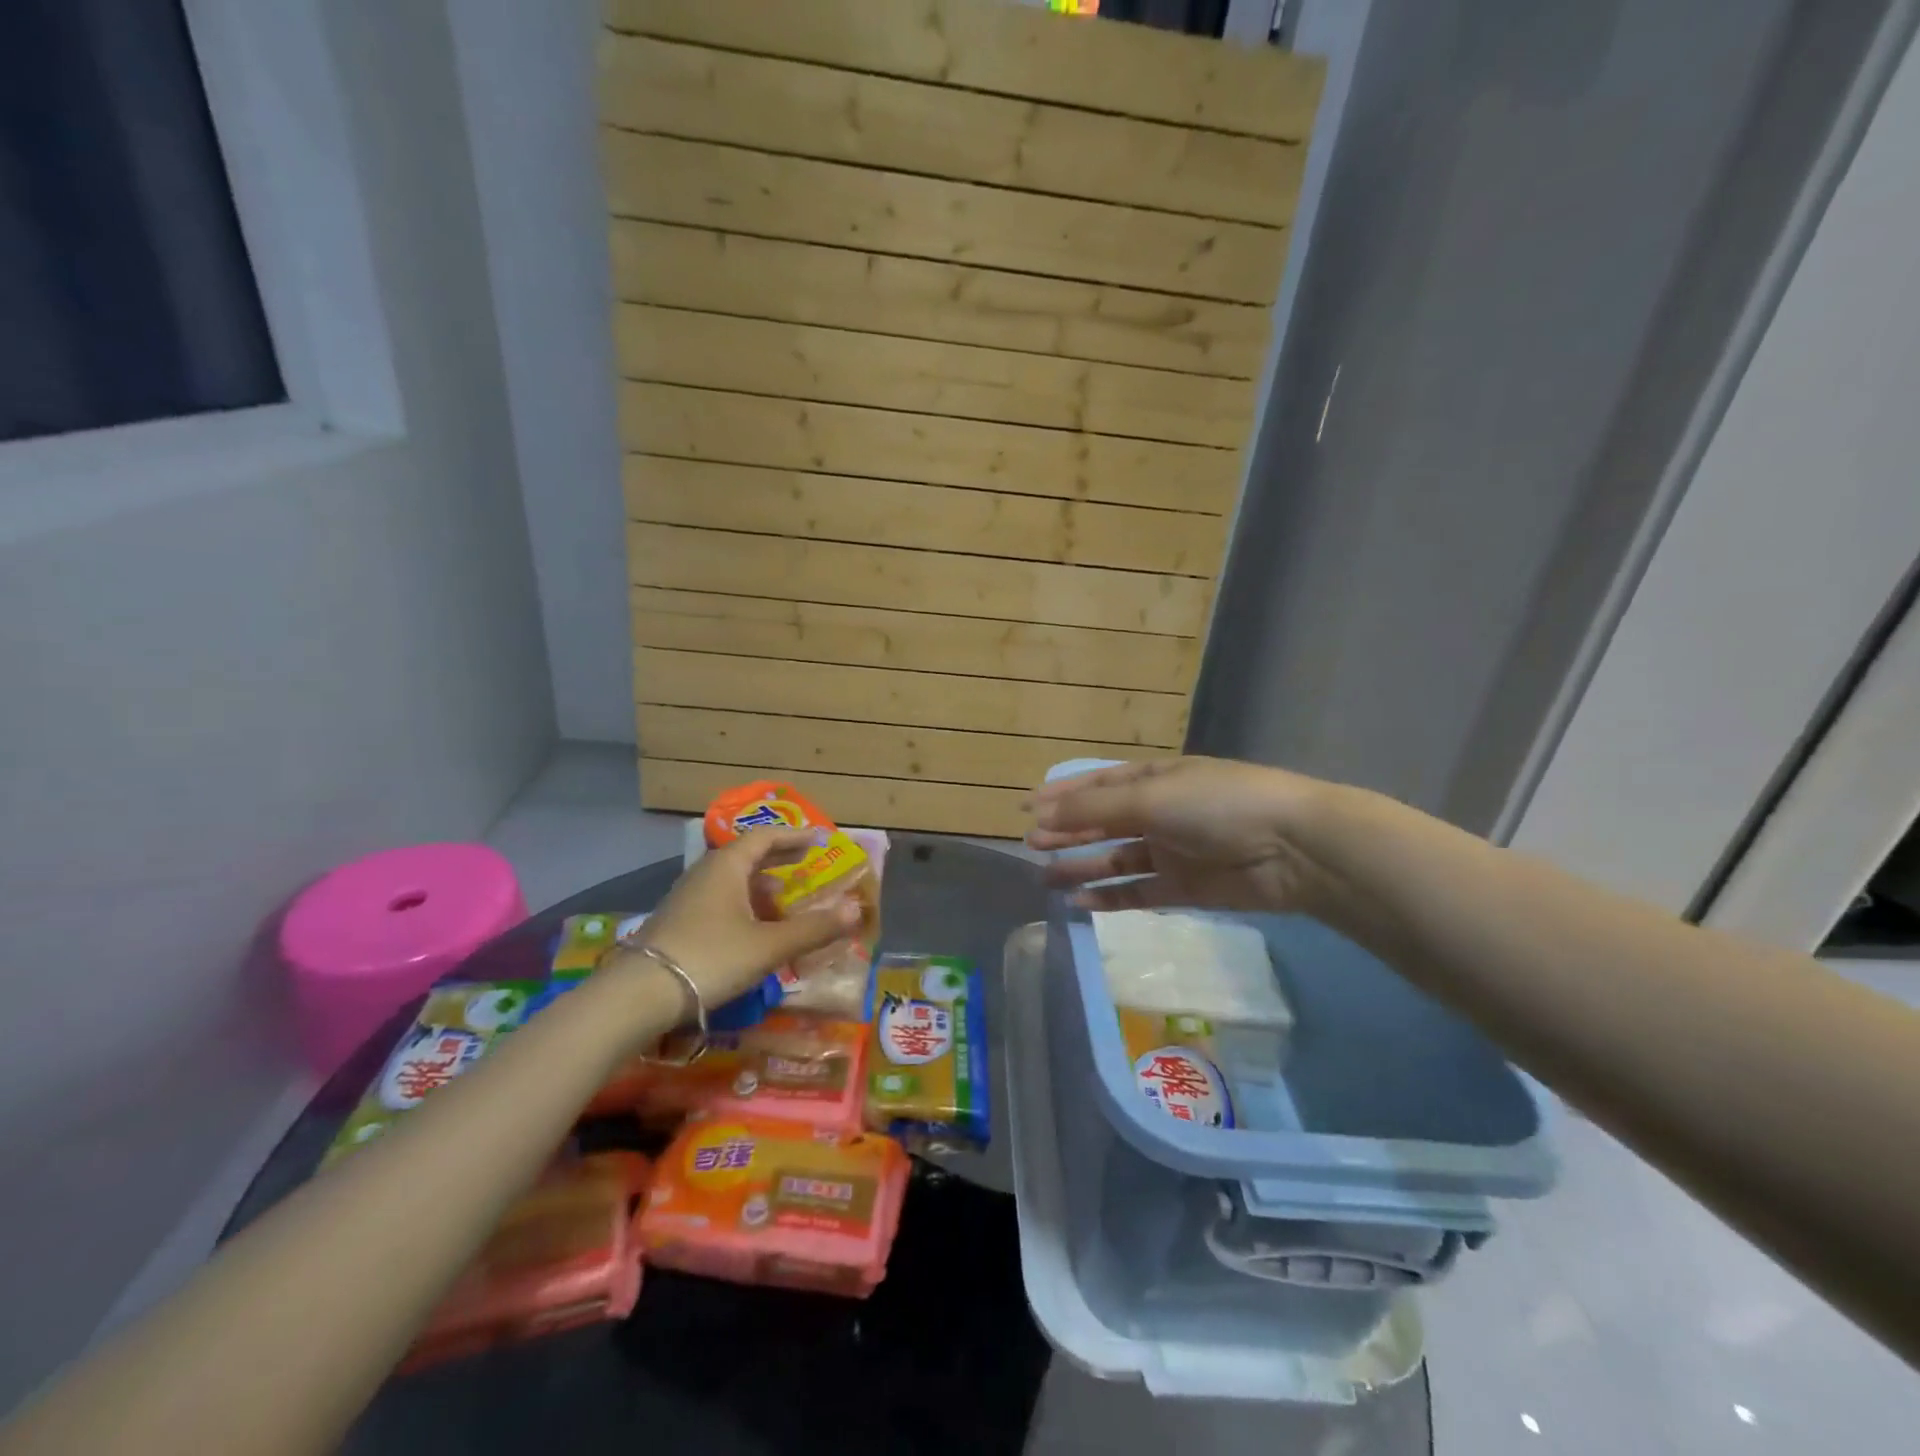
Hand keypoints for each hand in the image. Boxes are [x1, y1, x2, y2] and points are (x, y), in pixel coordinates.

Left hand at [627, 828, 861, 1008]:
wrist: (639, 995)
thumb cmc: (711, 957)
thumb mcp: (769, 945)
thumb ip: (814, 928)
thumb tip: (857, 910)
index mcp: (727, 866)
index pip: (765, 837)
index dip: (794, 836)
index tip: (819, 839)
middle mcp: (706, 873)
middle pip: (748, 856)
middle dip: (779, 861)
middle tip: (806, 867)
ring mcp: (688, 898)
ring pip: (733, 882)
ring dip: (762, 888)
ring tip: (785, 904)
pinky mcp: (679, 923)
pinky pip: (721, 902)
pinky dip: (745, 907)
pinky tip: (754, 932)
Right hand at [1027, 757, 1338, 916]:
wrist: (1292, 848)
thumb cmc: (1216, 804)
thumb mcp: (1151, 797)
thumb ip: (1094, 808)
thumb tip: (1041, 815)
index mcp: (1154, 779)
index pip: (1097, 783)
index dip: (1061, 794)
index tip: (1024, 807)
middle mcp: (1160, 811)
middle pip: (1103, 822)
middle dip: (1067, 831)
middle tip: (1029, 845)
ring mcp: (1172, 850)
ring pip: (1116, 858)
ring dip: (1082, 866)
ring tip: (1045, 877)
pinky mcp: (1184, 887)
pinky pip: (1138, 891)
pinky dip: (1110, 897)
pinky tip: (1081, 902)